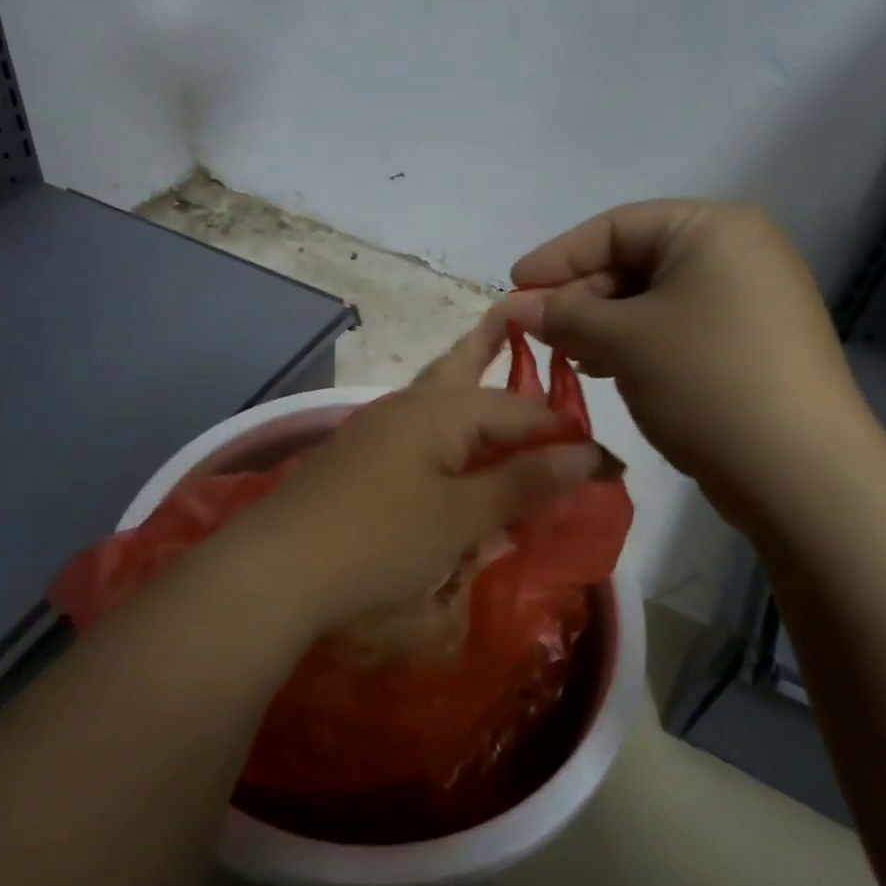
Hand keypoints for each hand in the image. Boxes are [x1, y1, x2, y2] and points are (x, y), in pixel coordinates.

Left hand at [216, 312, 604, 636]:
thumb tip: (589, 454)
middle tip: (522, 316)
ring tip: (494, 368)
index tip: (609, 466)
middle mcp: (408, 406)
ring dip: (471, 386)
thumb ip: (523, 482)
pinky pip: (419, 431)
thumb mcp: (461, 516)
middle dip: (496, 345)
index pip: (522, 409)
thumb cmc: (378, 540)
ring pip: (437, 395)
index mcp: (441, 409)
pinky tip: (453, 448)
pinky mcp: (359, 459)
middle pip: (464, 366)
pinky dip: (447, 430)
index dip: (568, 434)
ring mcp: (378, 430)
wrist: (276, 569)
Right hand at [508, 199, 884, 526]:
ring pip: (652, 301)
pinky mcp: (749, 345)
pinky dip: (635, 344)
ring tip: (565, 355)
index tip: (512, 287)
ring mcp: (749, 301)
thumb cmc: (705, 381)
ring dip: (601, 325)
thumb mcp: (622, 341)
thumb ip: (563, 315)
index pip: (615, 227)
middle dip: (579, 296)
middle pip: (634, 261)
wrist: (800, 472)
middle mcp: (737, 253)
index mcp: (713, 229)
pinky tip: (605, 370)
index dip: (557, 256)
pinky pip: (676, 329)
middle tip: (534, 331)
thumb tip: (516, 307)